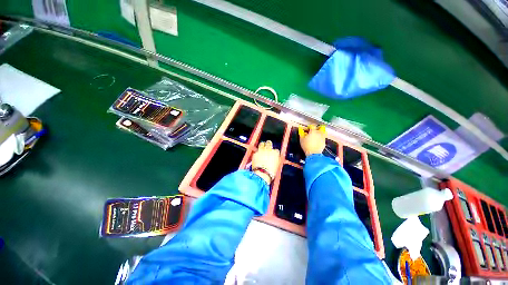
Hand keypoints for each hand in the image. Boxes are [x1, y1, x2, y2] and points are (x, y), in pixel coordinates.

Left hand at [252, 140, 279, 183]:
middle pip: (269, 143)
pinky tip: (257, 157)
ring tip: (261, 148)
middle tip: (267, 147)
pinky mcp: (255, 153)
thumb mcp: (276, 166)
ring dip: (262, 146)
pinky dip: (257, 154)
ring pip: (262, 144)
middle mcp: (269, 150)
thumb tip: (274, 159)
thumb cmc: (271, 172)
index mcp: (275, 153)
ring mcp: (261, 151)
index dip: (274, 153)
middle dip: (268, 145)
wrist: (262, 174)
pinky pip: (256, 151)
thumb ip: (276, 160)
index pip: (276, 150)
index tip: (272, 155)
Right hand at [299, 125, 325, 155]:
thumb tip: (301, 131)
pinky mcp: (324, 142)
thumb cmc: (306, 146)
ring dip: (319, 133)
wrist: (313, 153)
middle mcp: (319, 133)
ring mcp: (322, 137)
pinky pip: (323, 137)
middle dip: (316, 129)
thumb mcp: (301, 140)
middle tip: (312, 131)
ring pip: (322, 132)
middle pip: (319, 128)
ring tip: (315, 136)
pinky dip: (320, 138)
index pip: (312, 126)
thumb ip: (301, 134)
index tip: (307, 129)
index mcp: (313, 131)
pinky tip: (317, 141)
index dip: (309, 127)